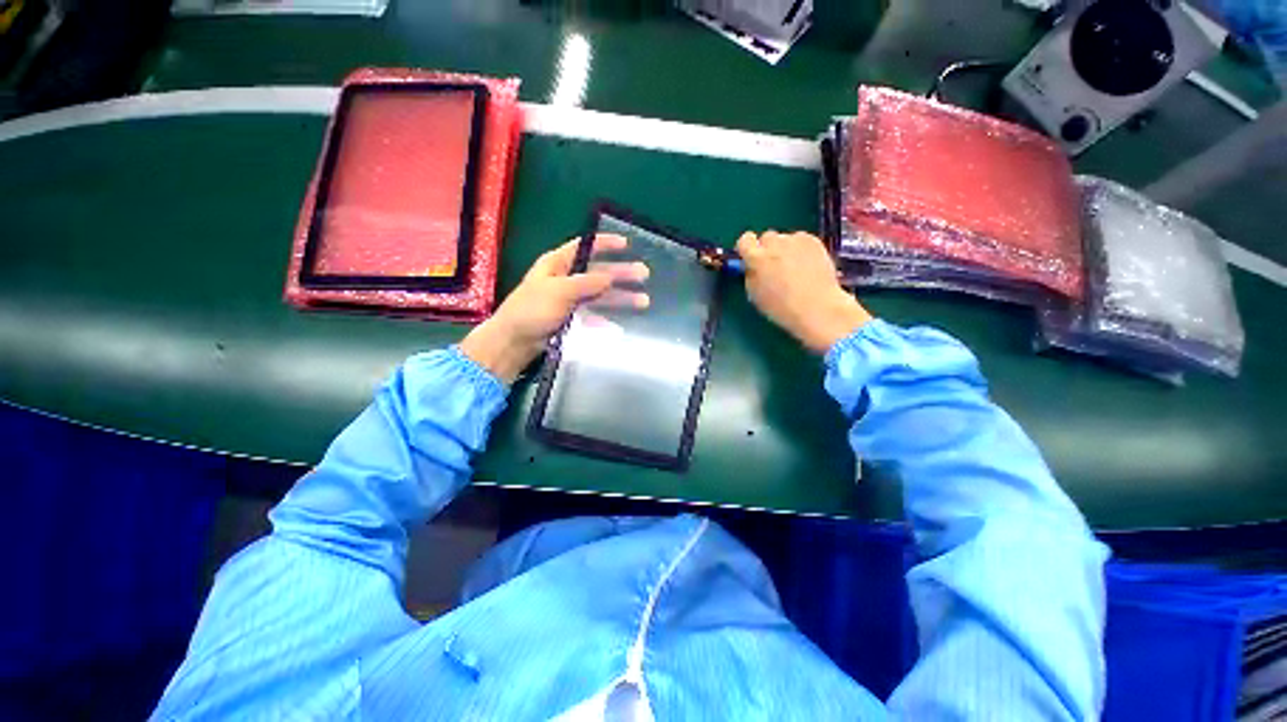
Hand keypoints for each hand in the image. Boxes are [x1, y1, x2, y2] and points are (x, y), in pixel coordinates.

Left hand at [460, 234, 647, 382]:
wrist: (515, 341)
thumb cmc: (532, 309)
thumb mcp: (559, 291)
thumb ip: (586, 283)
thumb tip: (610, 276)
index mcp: (557, 264)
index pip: (584, 248)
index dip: (605, 244)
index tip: (627, 244)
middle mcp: (565, 279)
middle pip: (598, 273)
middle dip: (621, 274)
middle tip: (644, 274)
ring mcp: (569, 300)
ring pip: (600, 295)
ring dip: (620, 298)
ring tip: (643, 301)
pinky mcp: (571, 319)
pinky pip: (593, 315)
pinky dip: (606, 319)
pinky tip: (620, 326)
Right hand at [737, 230, 871, 353]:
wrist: (817, 307)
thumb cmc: (781, 307)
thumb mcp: (755, 294)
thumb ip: (751, 274)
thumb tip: (751, 266)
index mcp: (756, 259)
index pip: (745, 240)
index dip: (747, 248)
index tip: (750, 256)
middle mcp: (774, 244)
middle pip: (766, 237)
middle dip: (767, 248)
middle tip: (774, 265)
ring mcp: (795, 240)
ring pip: (785, 238)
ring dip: (785, 248)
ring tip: (793, 266)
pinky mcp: (813, 240)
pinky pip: (801, 240)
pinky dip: (801, 248)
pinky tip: (806, 264)